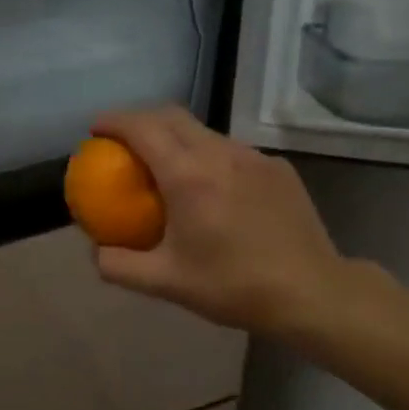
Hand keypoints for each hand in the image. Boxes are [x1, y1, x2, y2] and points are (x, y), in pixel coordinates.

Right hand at [90, 107, 350, 336]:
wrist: (313, 293)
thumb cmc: (233, 286)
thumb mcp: (165, 283)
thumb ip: (119, 266)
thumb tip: (95, 252)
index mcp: (188, 176)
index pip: (143, 128)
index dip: (114, 122)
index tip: (95, 130)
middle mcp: (220, 154)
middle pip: (172, 116)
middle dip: (141, 119)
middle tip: (122, 142)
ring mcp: (254, 158)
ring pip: (204, 132)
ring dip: (175, 137)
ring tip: (164, 164)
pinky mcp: (277, 169)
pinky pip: (232, 151)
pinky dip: (207, 156)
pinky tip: (210, 189)